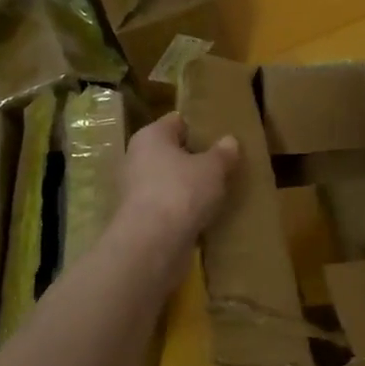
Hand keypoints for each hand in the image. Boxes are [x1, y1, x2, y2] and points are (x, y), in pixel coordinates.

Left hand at [120, 111, 240, 245]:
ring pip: (169, 181)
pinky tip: (204, 216)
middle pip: (171, 152)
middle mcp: (137, 158)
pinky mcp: (140, 218)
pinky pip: (167, 206)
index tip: (221, 137)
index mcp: (151, 136)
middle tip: (224, 165)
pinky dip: (182, 210)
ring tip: (218, 192)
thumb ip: (223, 153)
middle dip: (195, 159)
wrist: (152, 243)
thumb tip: (229, 141)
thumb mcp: (213, 168)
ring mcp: (135, 190)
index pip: (177, 121)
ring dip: (189, 187)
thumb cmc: (182, 191)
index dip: (199, 127)